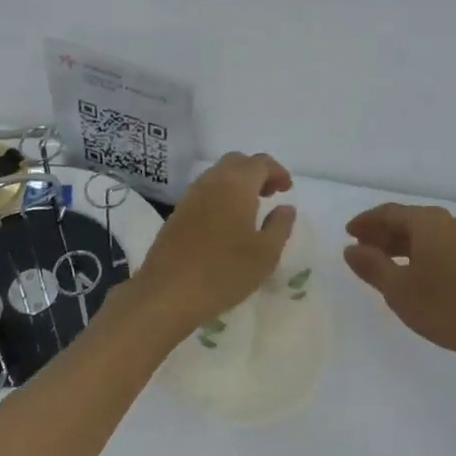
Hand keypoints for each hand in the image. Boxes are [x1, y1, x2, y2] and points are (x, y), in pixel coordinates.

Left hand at [130, 152, 295, 335]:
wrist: (167, 293)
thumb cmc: (224, 271)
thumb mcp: (266, 254)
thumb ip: (280, 226)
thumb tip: (286, 207)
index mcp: (236, 185)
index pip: (260, 162)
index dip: (277, 171)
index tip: (287, 190)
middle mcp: (212, 182)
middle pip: (237, 162)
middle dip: (257, 172)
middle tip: (270, 195)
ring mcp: (191, 196)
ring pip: (218, 175)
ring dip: (238, 183)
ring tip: (250, 210)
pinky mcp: (177, 213)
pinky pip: (205, 191)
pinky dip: (221, 195)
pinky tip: (226, 223)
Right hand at [343, 203, 455, 360]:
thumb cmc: (444, 307)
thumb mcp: (398, 289)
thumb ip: (372, 266)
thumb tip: (350, 249)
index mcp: (427, 222)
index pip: (389, 212)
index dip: (366, 222)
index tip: (347, 233)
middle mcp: (447, 222)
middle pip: (408, 219)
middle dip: (382, 232)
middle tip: (360, 248)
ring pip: (424, 233)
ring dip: (400, 243)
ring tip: (380, 261)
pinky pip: (438, 243)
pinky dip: (418, 251)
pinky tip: (410, 271)